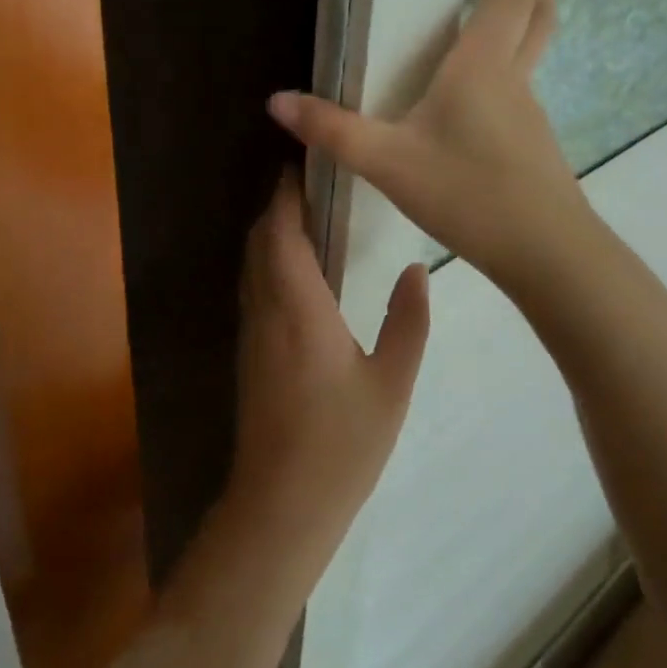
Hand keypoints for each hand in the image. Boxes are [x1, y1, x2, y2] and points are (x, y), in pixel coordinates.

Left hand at [224, 172, 429, 586]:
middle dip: (279, 205)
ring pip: (252, 263)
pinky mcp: (248, 352)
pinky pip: (253, 287)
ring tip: (308, 216)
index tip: (304, 163)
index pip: (282, 231)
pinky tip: (298, 270)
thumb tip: (418, 269)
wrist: (280, 505)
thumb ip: (407, 322)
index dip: (287, 193)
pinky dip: (268, 261)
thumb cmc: (341, 444)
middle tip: (315, 184)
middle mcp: (265, 309)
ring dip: (271, 232)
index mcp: (298, 307)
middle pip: (260, 240)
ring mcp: (251, 331)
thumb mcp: (391, 384)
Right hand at [267, 0, 585, 288]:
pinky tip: (496, 94)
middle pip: (538, 18)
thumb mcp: (387, 161)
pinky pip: (526, 90)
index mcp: (481, 67)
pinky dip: (520, 67)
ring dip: (534, 23)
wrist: (545, 253)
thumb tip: (276, 101)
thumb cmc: (466, 192)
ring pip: (536, 54)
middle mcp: (513, 80)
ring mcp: (530, 114)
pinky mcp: (535, 146)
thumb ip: (332, 130)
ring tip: (519, 13)